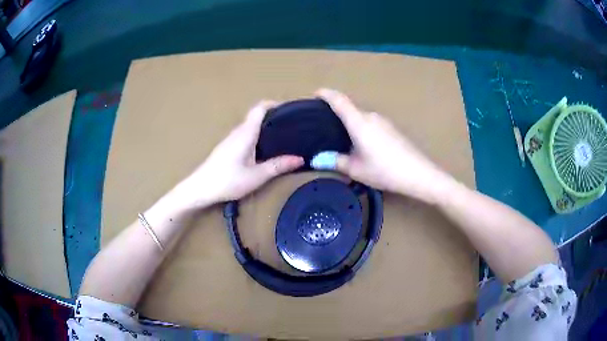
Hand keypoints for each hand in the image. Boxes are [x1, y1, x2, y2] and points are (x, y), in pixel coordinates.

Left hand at [175, 101, 303, 207]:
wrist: (199, 189)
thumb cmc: (227, 180)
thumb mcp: (256, 176)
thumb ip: (278, 166)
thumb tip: (300, 159)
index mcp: (246, 133)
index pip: (260, 108)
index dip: (275, 103)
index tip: (290, 108)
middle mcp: (238, 132)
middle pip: (257, 116)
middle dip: (274, 116)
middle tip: (293, 125)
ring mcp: (230, 139)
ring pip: (251, 126)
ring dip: (266, 127)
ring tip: (283, 137)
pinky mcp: (227, 148)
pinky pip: (246, 135)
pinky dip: (258, 136)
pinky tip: (265, 150)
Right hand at [316, 88, 452, 201]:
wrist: (418, 174)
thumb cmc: (384, 170)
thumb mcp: (356, 170)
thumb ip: (335, 161)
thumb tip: (317, 159)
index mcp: (359, 122)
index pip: (339, 100)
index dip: (326, 94)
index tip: (315, 94)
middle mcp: (371, 116)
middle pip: (350, 109)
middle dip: (336, 114)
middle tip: (324, 127)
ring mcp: (384, 121)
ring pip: (361, 117)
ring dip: (350, 124)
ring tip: (342, 140)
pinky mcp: (392, 129)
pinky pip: (371, 124)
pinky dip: (361, 129)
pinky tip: (362, 145)